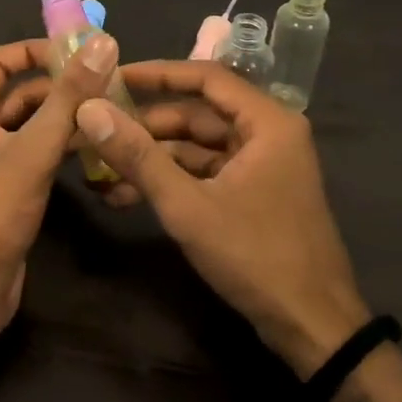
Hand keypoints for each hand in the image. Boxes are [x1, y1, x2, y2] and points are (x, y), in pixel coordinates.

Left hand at [0, 34, 118, 337]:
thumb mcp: (32, 151)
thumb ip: (68, 98)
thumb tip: (101, 44)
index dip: (34, 51)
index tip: (78, 52)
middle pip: (18, 93)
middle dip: (58, 85)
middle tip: (107, 82)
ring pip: (30, 125)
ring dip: (64, 117)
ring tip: (110, 111)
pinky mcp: (7, 187)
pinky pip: (35, 153)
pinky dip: (60, 146)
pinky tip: (95, 148)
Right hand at [77, 61, 368, 377]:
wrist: (312, 327)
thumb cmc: (255, 256)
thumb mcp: (187, 205)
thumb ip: (138, 155)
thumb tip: (89, 110)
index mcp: (267, 122)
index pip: (205, 77)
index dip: (156, 74)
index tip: (112, 77)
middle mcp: (268, 133)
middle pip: (197, 114)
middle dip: (145, 127)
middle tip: (96, 130)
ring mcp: (262, 164)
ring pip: (196, 146)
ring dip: (152, 158)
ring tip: (101, 171)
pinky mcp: (254, 191)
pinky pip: (205, 172)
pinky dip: (171, 180)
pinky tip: (127, 195)